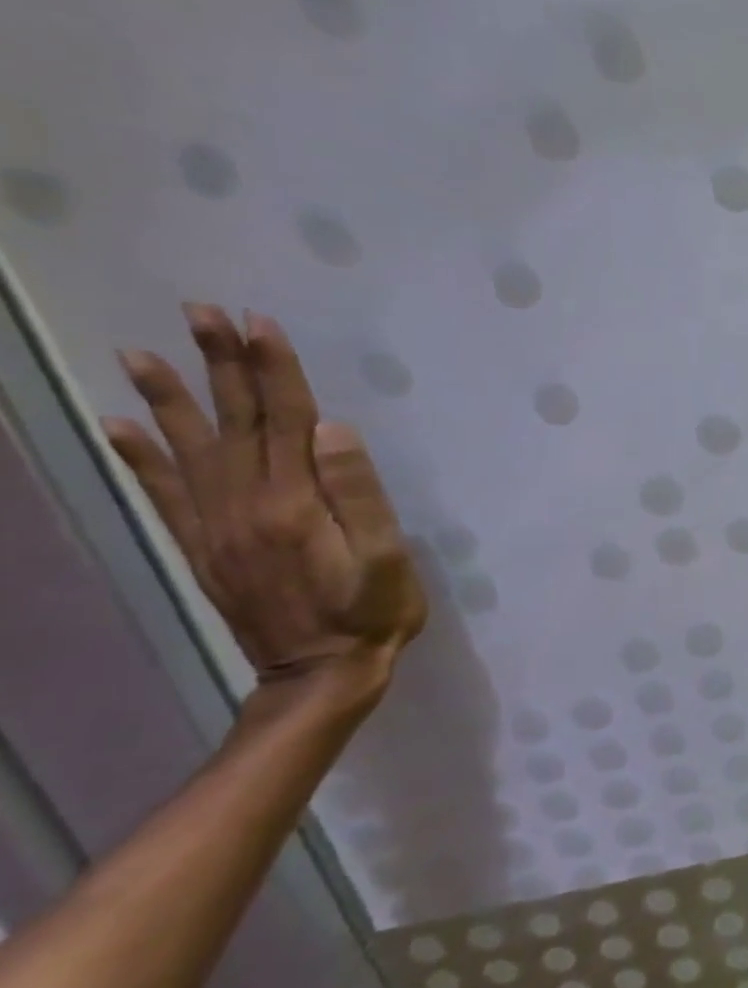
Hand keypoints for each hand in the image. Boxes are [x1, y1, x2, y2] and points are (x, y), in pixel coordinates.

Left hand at [102, 305, 426, 703]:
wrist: (319, 673)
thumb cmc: (371, 611)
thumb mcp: (386, 556)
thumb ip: (359, 493)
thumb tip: (332, 430)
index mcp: (295, 503)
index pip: (284, 421)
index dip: (273, 370)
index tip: (259, 323)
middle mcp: (244, 506)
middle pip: (233, 423)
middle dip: (220, 365)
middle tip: (201, 313)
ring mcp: (216, 527)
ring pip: (190, 449)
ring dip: (168, 398)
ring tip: (139, 354)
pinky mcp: (204, 548)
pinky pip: (164, 494)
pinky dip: (140, 457)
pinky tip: (121, 427)